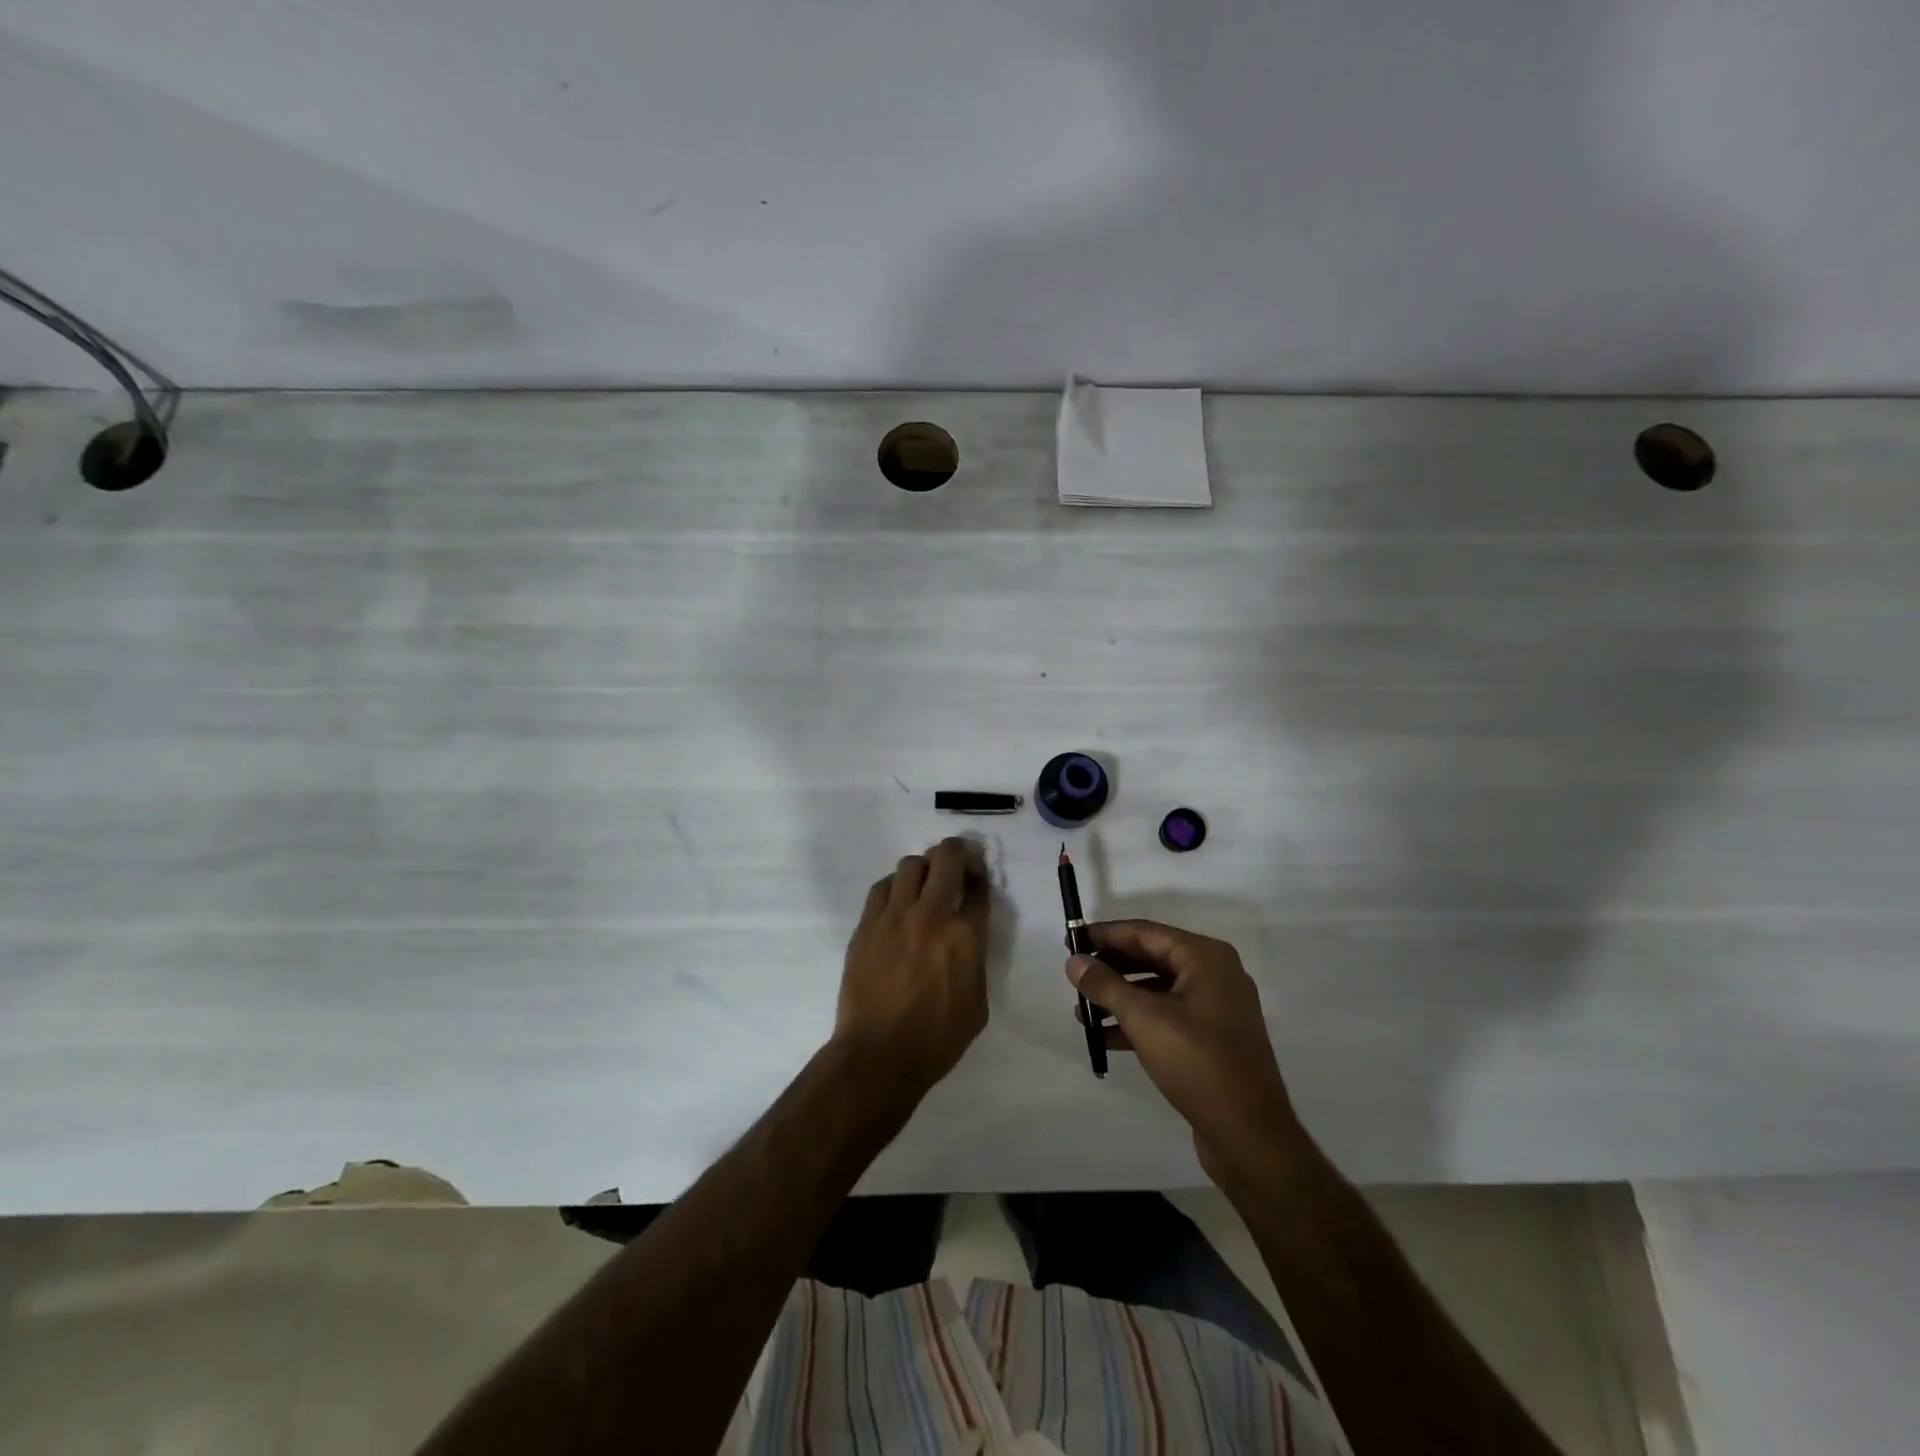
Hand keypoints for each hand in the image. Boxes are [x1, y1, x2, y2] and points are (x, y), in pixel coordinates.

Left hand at [834, 838, 990, 1101]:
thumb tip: (967, 939)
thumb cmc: (936, 1039)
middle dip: (956, 851)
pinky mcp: (866, 925)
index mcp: (965, 937)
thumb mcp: (978, 1003)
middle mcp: (931, 915)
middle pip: (946, 859)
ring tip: (924, 882)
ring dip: (923, 867)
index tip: (978, 876)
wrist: (879, 1054)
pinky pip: (881, 888)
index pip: (978, 887)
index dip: (980, 875)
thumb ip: (975, 960)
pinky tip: (897, 901)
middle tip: (957, 861)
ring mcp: (894, 917)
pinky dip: (894, 886)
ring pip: (910, 865)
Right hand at [1067, 921, 1305, 1179]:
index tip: (1071, 939)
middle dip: (1111, 966)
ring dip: (1120, 997)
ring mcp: (1217, 1008)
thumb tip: (1074, 961)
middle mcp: (1215, 974)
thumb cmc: (1198, 1064)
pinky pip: (1168, 1016)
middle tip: (1074, 973)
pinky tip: (1105, 1037)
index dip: (1106, 934)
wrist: (1251, 1136)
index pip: (1145, 932)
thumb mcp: (1145, 1019)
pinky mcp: (1213, 1038)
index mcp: (1206, 958)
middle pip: (1152, 957)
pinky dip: (1138, 1021)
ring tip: (1082, 1010)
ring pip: (1158, 989)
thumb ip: (1105, 985)